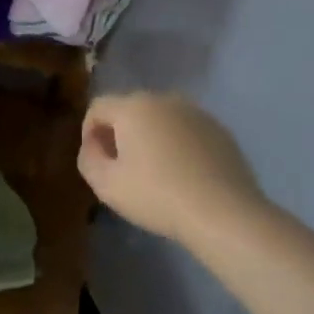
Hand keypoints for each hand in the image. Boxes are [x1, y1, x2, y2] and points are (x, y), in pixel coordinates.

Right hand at [78, 93, 268, 242]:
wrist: (224, 213)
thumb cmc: (157, 196)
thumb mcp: (106, 184)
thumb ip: (88, 158)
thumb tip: (94, 145)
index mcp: (132, 107)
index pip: (97, 107)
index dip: (89, 131)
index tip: (95, 160)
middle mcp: (164, 100)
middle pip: (129, 110)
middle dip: (119, 133)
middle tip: (121, 166)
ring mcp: (196, 113)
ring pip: (160, 119)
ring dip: (149, 137)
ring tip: (154, 171)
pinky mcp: (220, 130)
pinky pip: (186, 131)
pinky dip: (177, 145)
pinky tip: (183, 174)